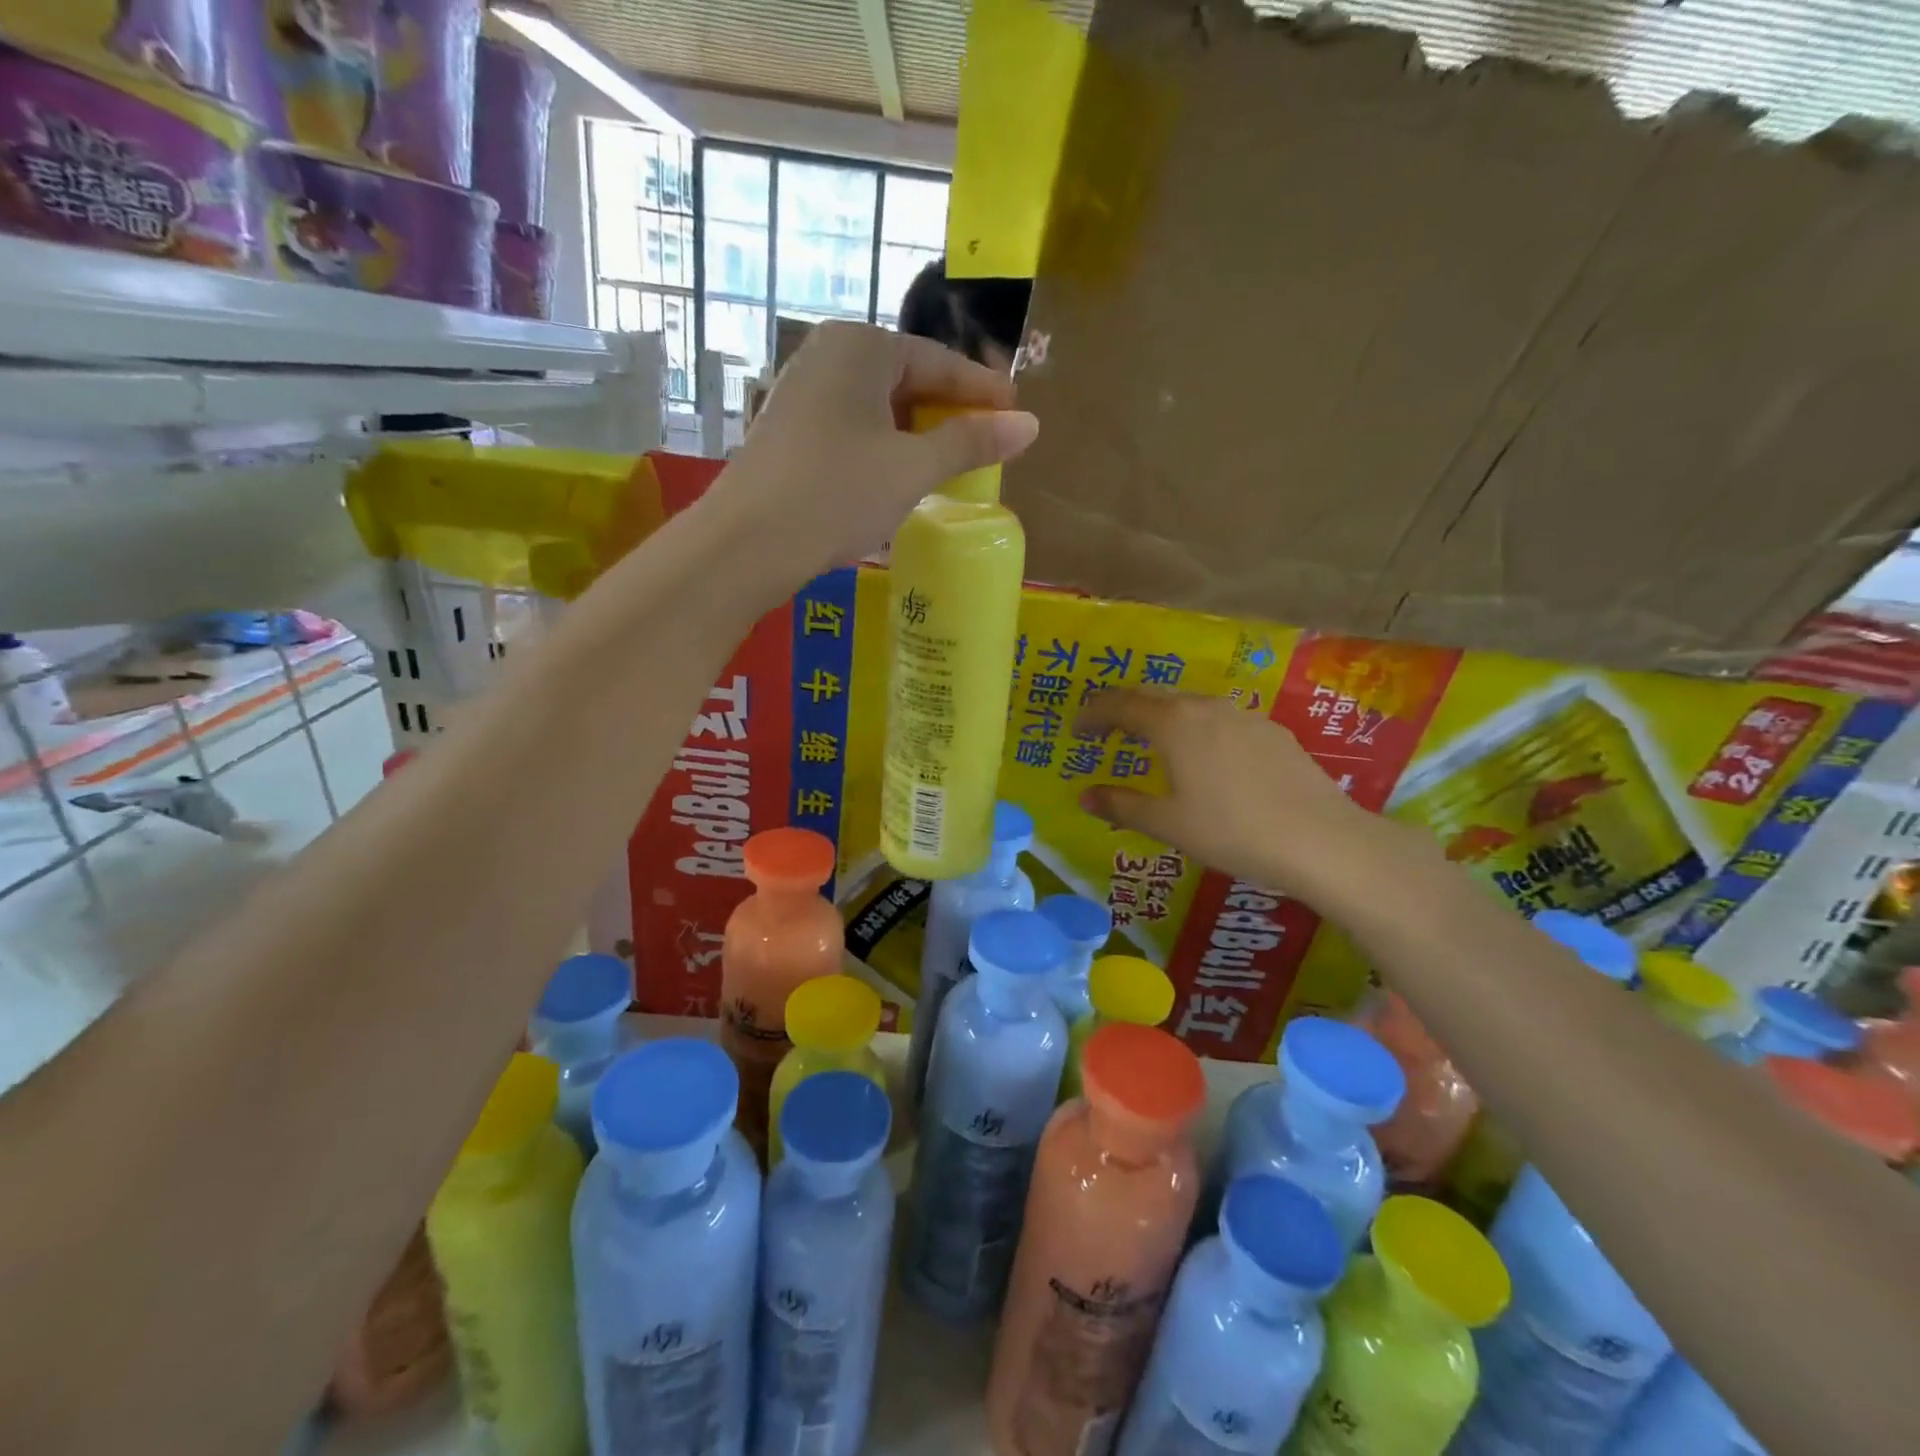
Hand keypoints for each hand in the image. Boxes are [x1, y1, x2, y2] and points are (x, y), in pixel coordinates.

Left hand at [707, 322, 1039, 591]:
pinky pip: (852, 428)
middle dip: (948, 414)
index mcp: (861, 345)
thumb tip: (1030, 425)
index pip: (939, 361)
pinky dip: (884, 448)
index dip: (982, 391)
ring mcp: (801, 392)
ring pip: (878, 407)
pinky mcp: (788, 430)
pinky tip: (900, 477)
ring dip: (917, 435)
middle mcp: (827, 355)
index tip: (1017, 415)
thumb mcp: (913, 468)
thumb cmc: (838, 493)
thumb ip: (971, 442)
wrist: (748, 542)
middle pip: (907, 379)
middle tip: (987, 444)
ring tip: (950, 465)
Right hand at [1074, 688, 1423, 907]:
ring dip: (1162, 718)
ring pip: (1190, 705)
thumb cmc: (1233, 831)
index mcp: (1174, 723)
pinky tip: (1204, 760)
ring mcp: (1244, 716)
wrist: (1323, 841)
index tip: (1076, 731)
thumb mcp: (1168, 824)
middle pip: (1154, 696)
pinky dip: (1196, 729)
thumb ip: (1122, 805)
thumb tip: (1084, 796)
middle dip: (1124, 710)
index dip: (1093, 714)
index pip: (1120, 704)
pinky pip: (1220, 720)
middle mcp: (1207, 707)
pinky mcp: (1273, 732)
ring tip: (1152, 746)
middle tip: (1106, 733)